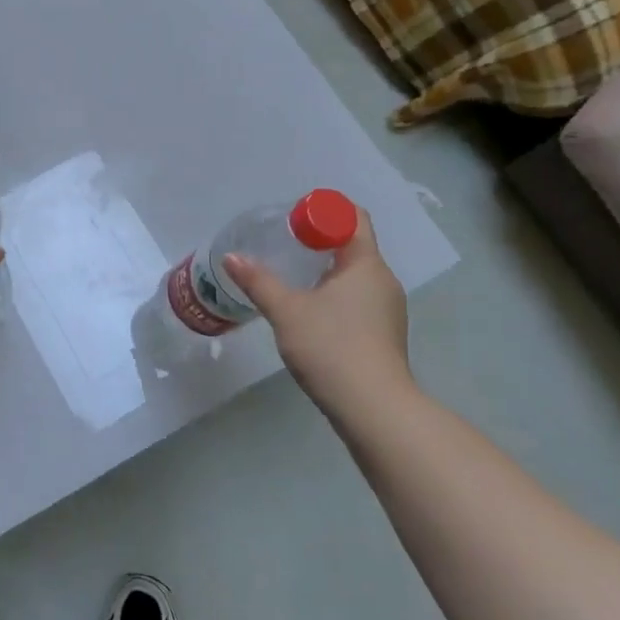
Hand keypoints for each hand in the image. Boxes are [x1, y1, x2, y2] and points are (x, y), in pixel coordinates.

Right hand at [223, 207, 410, 414]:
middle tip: (283, 243)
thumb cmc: (331, 347)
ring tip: (290, 275)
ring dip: (325, 268)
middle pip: (353, 245)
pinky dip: (333, 293)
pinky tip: (308, 310)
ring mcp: (387, 310)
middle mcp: (383, 281)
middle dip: (320, 239)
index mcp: (366, 265)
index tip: (294, 216)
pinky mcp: (382, 334)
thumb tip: (231, 257)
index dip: (325, 210)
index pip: (353, 218)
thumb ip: (258, 281)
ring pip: (355, 275)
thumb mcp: (286, 311)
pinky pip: (356, 298)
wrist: (373, 409)